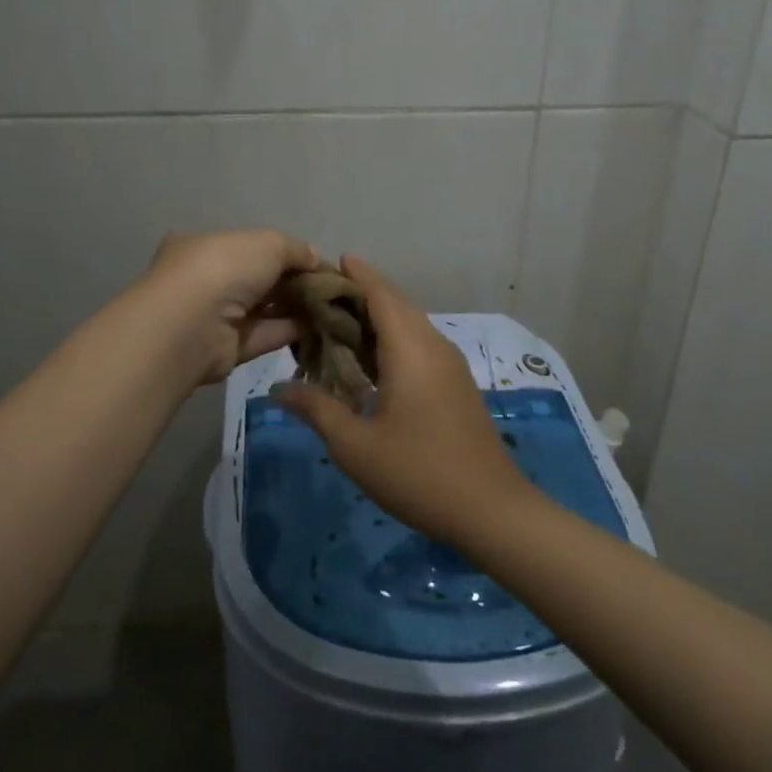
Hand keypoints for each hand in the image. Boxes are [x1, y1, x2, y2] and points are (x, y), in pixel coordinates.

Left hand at [135, 229, 318, 384]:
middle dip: (293, 281)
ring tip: (334, 307)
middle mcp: (207, 280)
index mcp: (206, 247)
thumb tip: (315, 257)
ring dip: (296, 307)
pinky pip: (265, 335)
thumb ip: (295, 249)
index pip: (250, 247)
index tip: (315, 261)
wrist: (193, 324)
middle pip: (258, 279)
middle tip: (330, 287)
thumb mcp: (268, 243)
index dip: (284, 253)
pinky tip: (321, 326)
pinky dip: (291, 330)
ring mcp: (216, 316)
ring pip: (264, 309)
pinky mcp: (228, 349)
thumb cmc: (225, 269)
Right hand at [276, 256, 536, 545]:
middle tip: (323, 294)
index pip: (382, 294)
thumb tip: (279, 388)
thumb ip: (317, 410)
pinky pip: (420, 345)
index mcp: (411, 350)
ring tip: (340, 323)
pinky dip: (393, 339)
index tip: (331, 260)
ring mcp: (450, 366)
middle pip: (398, 304)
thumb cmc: (419, 473)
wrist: (492, 511)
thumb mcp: (355, 446)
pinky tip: (371, 361)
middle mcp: (434, 347)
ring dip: (379, 317)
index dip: (358, 274)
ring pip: (411, 325)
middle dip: (363, 293)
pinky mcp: (456, 385)